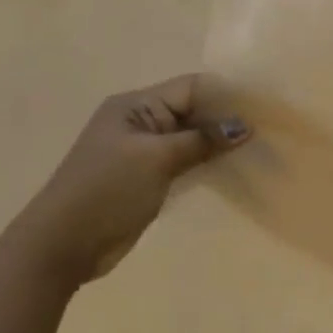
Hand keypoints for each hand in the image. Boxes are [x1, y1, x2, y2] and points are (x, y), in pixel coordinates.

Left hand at [10, 77, 250, 285]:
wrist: (63, 244)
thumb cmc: (107, 191)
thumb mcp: (156, 158)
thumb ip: (201, 140)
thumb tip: (244, 127)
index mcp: (135, 105)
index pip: (191, 88)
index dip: (226, 95)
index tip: (264, 108)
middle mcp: (140, 122)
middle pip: (192, 110)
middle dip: (227, 119)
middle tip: (268, 130)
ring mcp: (143, 151)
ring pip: (191, 138)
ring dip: (219, 143)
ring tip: (258, 149)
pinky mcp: (147, 177)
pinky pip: (185, 161)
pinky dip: (207, 162)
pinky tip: (233, 169)